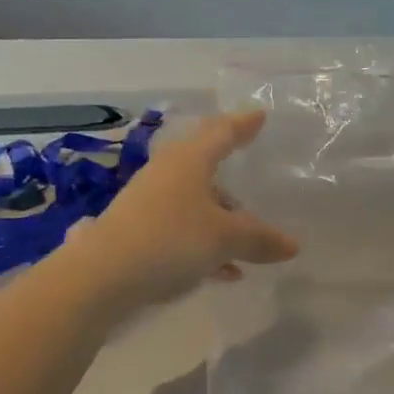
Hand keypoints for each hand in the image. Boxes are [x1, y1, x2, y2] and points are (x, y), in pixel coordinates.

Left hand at [65, 111, 297, 312]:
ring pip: (195, 204)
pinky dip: (206, 245)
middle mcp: (167, 175)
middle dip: (232, 184)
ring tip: (248, 245)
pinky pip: (182, 232)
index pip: (222, 132)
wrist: (101, 277)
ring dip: (221, 221)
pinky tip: (225, 272)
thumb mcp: (224, 239)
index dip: (243, 124)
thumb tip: (292, 246)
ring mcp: (149, 204)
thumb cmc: (170, 240)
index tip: (260, 116)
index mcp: (189, 161)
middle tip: (256, 190)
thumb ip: (260, 239)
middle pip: (206, 169)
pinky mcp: (138, 233)